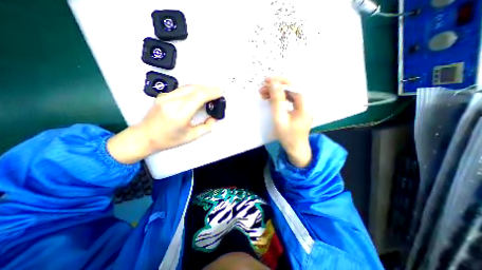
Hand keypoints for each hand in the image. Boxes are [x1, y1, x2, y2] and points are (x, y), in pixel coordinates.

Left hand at [107, 85, 221, 162]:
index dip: (212, 92)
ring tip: (212, 91)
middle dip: (210, 88)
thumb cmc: (167, 139)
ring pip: (189, 86)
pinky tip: (199, 92)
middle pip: (195, 88)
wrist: (144, 136)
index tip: (221, 93)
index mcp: (179, 113)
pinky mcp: (164, 95)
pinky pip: (182, 88)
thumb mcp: (190, 136)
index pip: (199, 96)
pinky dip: (194, 88)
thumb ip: (206, 127)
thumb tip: (214, 119)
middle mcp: (172, 101)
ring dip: (202, 87)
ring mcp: (166, 96)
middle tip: (219, 90)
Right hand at [260, 77, 312, 166]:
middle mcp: (306, 102)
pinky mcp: (299, 109)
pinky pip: (289, 99)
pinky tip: (271, 100)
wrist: (296, 148)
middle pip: (291, 88)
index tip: (266, 81)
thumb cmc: (288, 135)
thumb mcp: (280, 118)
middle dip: (276, 87)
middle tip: (262, 89)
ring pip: (289, 93)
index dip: (279, 81)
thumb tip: (273, 84)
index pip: (292, 86)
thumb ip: (276, 100)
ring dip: (277, 92)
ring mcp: (303, 106)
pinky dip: (280, 98)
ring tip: (264, 94)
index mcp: (304, 103)